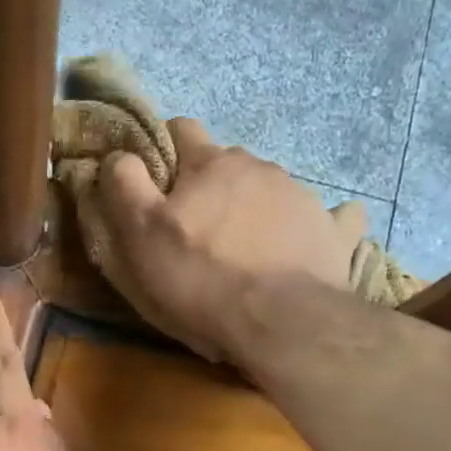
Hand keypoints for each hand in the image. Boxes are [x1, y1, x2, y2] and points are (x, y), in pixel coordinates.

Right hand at [97, 118, 366, 367]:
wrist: (281, 321)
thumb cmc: (200, 277)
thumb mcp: (141, 233)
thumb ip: (125, 185)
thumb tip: (118, 154)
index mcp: (211, 163)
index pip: (181, 130)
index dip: (164, 151)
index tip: (155, 183)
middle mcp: (259, 167)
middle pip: (227, 163)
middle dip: (209, 186)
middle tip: (195, 230)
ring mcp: (302, 195)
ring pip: (269, 189)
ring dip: (251, 208)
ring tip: (242, 252)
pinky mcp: (332, 231)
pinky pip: (327, 217)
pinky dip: (311, 226)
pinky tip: (304, 245)